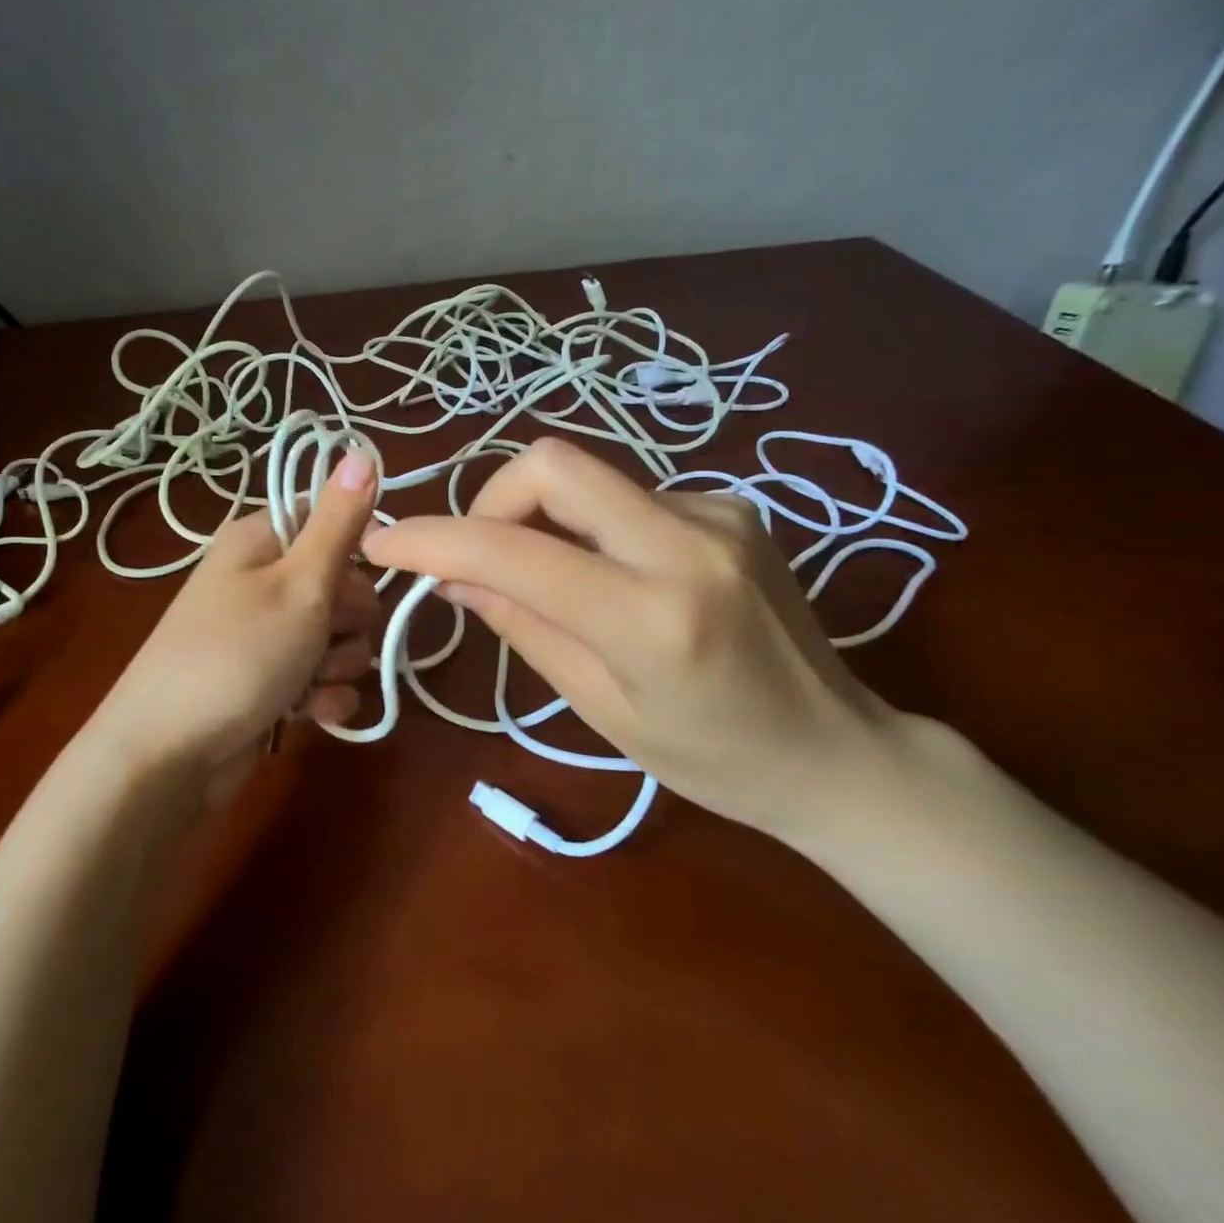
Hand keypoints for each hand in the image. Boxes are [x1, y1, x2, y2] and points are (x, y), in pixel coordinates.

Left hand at [87, 451, 380, 802]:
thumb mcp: (300, 583)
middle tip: (322, 637)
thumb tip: (362, 449)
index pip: (333, 521)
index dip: (356, 552)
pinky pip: (322, 676)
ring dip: (338, 664)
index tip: (358, 578)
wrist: (168, 756)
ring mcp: (266, 632)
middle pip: (345, 584)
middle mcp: (263, 579)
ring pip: (340, 635)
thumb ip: (339, 522)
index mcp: (262, 540)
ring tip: (308, 683)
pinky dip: (324, 695)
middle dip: (349, 621)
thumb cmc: (237, 656)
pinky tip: (310, 713)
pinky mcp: (272, 679)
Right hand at [361, 437, 906, 839]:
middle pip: (553, 463)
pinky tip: (621, 575)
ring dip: (546, 518)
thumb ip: (521, 626)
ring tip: (557, 580)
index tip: (386, 543)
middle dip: (492, 499)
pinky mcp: (734, 504)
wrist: (838, 750)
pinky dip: (597, 526)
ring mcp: (720, 512)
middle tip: (482, 554)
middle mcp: (690, 543)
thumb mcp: (601, 707)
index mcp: (652, 617)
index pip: (513, 551)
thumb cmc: (712, 759)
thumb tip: (452, 575)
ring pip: (589, 477)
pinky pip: (630, 494)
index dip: (433, 539)